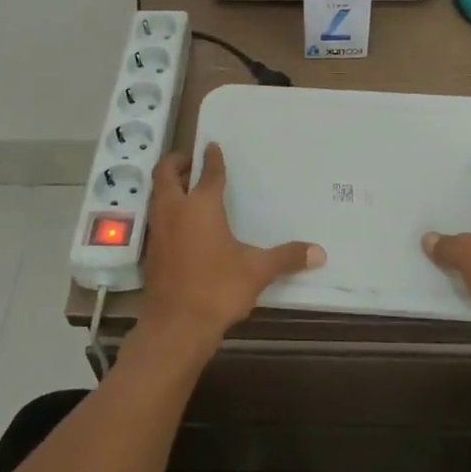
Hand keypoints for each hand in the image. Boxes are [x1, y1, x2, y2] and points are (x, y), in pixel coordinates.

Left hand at [140, 144, 324, 351]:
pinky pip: (156, 218)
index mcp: (202, 205)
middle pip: (166, 174)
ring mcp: (158, 230)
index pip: (208, 172)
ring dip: (168, 186)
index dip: (211, 158)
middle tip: (189, 160)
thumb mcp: (257, 271)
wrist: (176, 325)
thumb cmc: (217, 288)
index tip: (213, 146)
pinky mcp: (151, 250)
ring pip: (157, 195)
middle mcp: (175, 209)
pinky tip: (179, 225)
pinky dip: (165, 211)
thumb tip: (320, 252)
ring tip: (184, 188)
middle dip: (176, 162)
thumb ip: (286, 257)